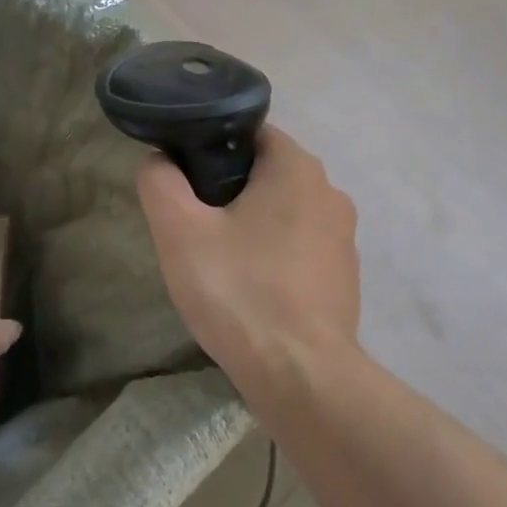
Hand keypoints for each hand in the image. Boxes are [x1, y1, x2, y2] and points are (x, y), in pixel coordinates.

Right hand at [136, 126, 359, 392]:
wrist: (299, 373)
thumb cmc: (238, 292)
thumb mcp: (180, 232)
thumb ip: (161, 183)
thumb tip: (161, 160)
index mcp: (297, 167)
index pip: (250, 134)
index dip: (211, 151)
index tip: (187, 184)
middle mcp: (331, 192)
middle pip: (269, 175)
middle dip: (231, 193)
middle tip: (196, 229)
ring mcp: (345, 238)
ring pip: (286, 215)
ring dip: (254, 229)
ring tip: (221, 266)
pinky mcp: (346, 277)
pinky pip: (302, 251)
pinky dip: (277, 260)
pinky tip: (253, 293)